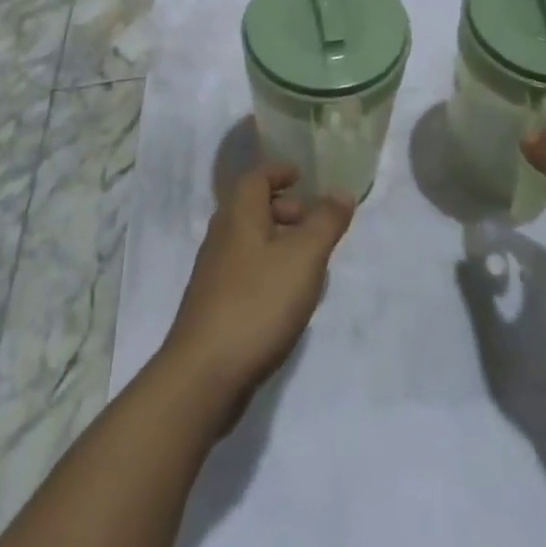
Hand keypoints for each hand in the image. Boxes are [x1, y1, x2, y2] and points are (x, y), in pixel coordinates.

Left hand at [162, 162, 352, 409]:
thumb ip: (325, 222)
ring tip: (311, 264)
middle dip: (285, 210)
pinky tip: (288, 299)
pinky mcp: (214, 305)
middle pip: (252, 209)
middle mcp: (221, 237)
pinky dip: (269, 270)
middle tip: (315, 225)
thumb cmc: (257, 303)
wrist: (204, 374)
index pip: (256, 177)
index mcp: (238, 216)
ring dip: (280, 243)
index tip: (302, 176)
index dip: (279, 171)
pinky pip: (246, 272)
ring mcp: (214, 273)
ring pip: (250, 242)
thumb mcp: (304, 257)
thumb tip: (341, 192)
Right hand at [456, 230, 545, 433]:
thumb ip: (478, 295)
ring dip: (536, 270)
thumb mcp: (492, 337)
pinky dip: (544, 290)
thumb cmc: (526, 382)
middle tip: (498, 248)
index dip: (510, 239)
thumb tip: (465, 257)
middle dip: (524, 250)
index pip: (531, 252)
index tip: (488, 233)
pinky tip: (530, 304)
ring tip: (511, 272)